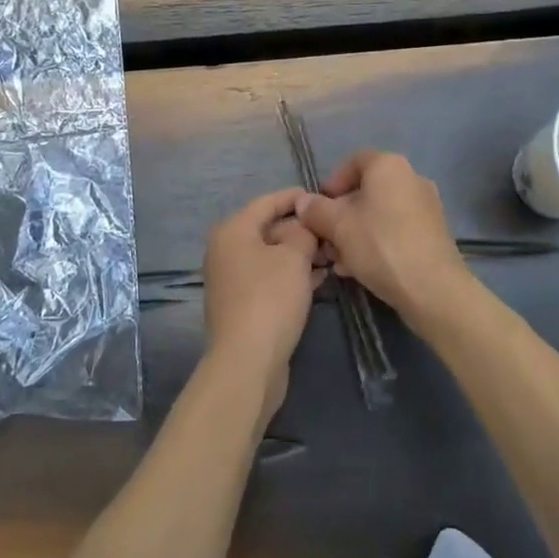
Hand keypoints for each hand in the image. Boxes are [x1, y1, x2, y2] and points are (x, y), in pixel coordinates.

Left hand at [200, 187, 325, 420]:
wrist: (247, 361)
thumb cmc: (270, 298)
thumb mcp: (294, 257)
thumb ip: (303, 232)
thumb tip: (303, 226)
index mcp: (232, 230)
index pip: (266, 202)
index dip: (295, 197)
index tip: (322, 196)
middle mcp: (226, 250)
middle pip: (267, 228)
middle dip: (301, 229)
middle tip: (332, 231)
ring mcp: (232, 279)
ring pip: (271, 255)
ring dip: (299, 253)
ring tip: (332, 254)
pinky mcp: (242, 304)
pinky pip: (269, 277)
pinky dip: (291, 274)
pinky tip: (319, 277)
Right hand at [294, 151, 472, 326]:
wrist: (433, 289)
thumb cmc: (380, 245)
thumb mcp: (338, 226)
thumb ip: (316, 210)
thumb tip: (303, 202)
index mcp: (389, 166)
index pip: (353, 161)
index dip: (332, 182)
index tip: (318, 207)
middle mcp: (411, 178)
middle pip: (366, 190)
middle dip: (341, 214)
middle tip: (325, 238)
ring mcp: (426, 206)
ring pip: (379, 213)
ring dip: (355, 231)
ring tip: (338, 260)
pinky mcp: (433, 232)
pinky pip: (395, 228)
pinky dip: (375, 241)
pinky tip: (359, 268)